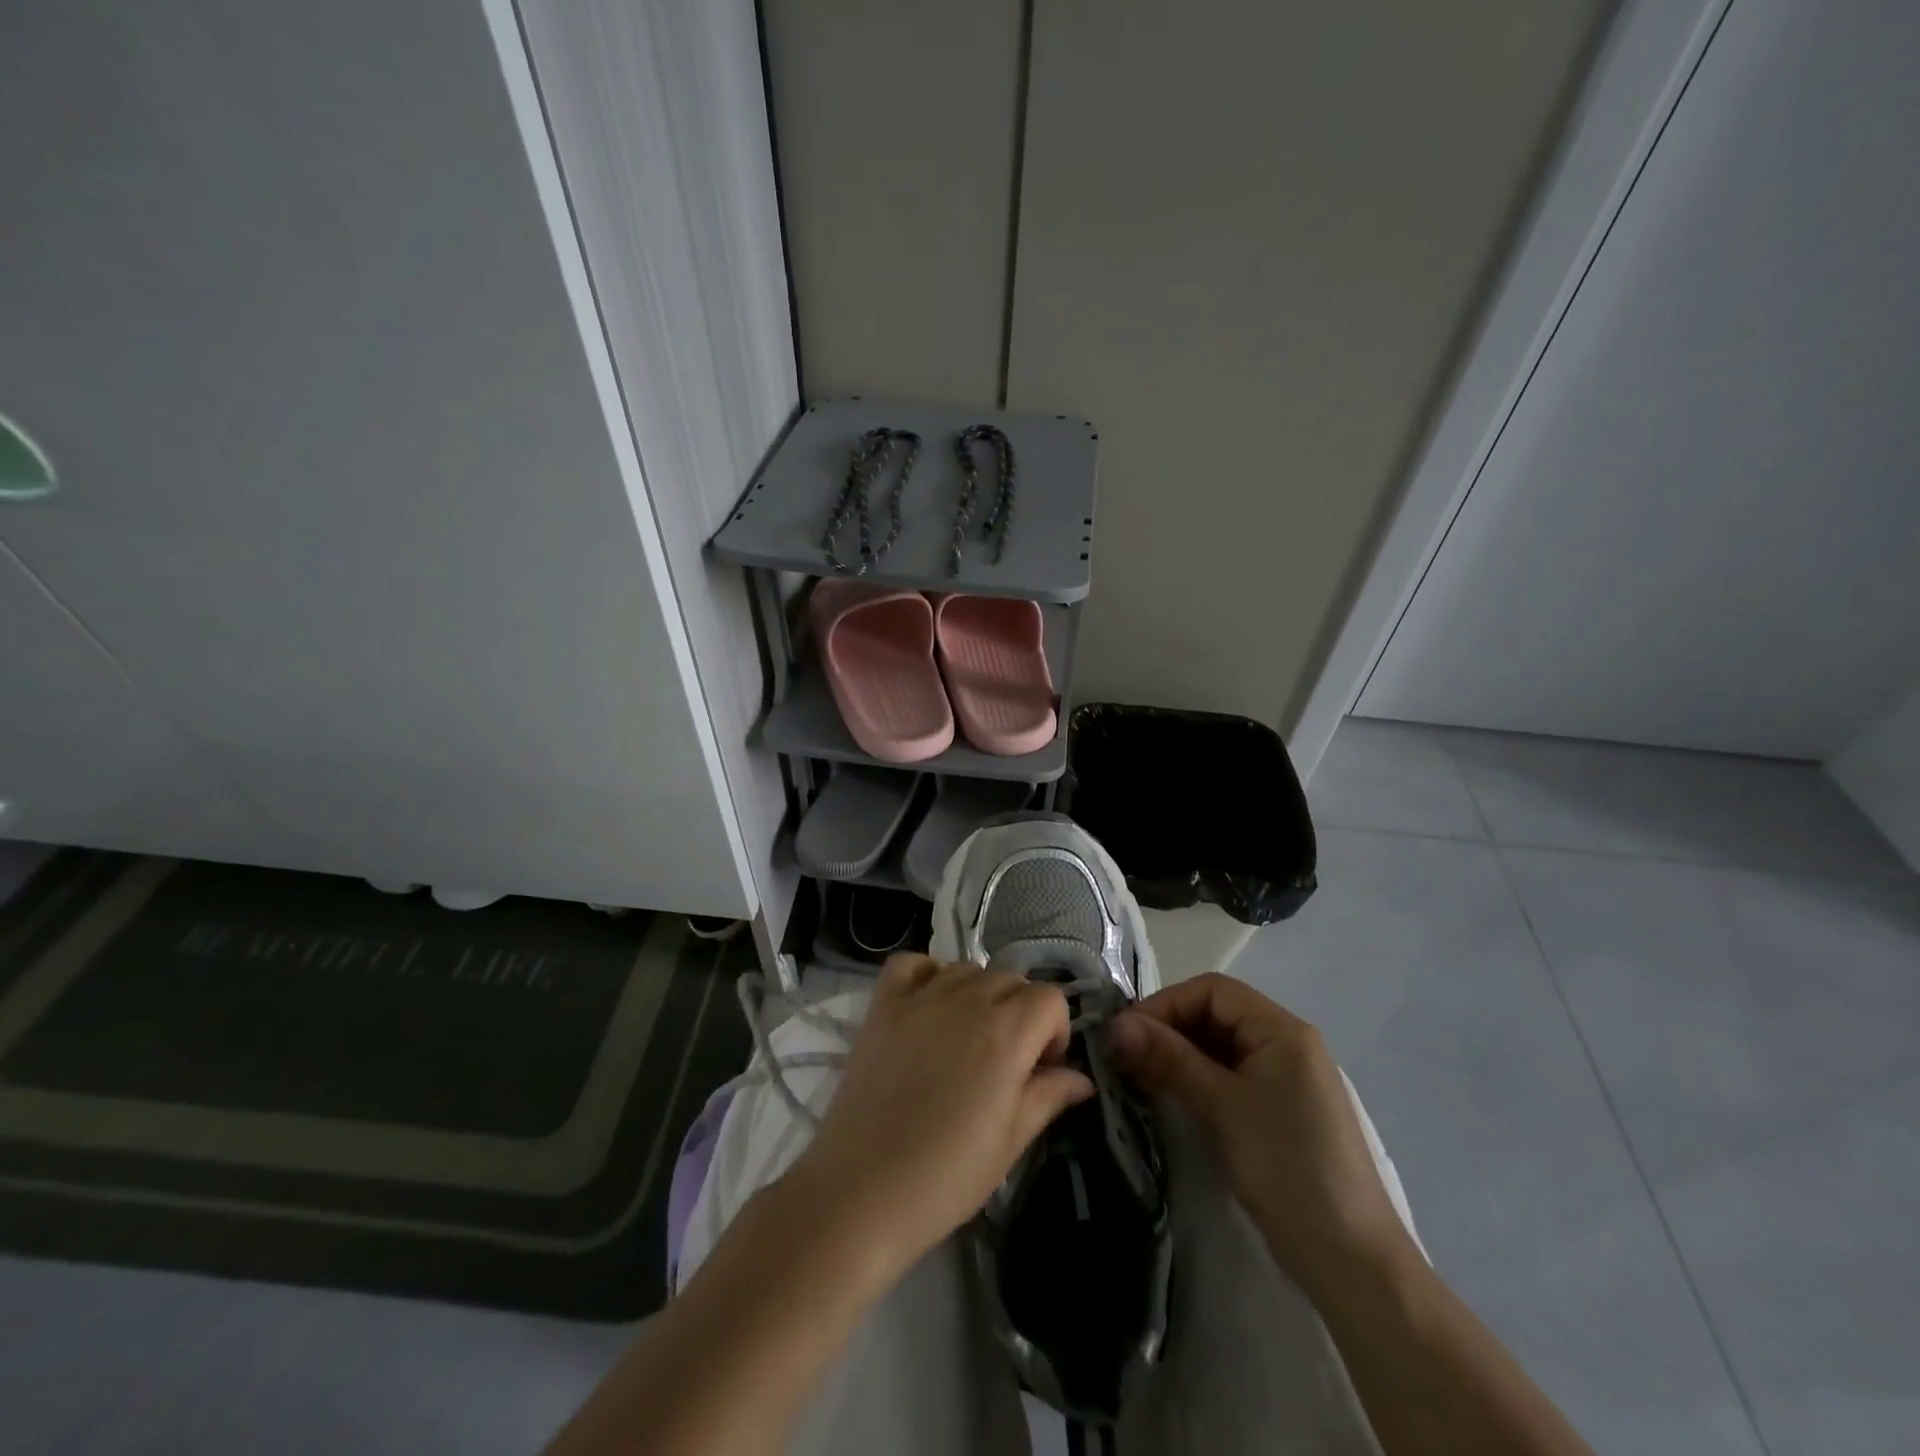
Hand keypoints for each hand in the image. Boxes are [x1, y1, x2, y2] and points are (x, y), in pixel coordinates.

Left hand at [787, 954, 1093, 1287]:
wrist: (861, 1190)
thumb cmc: (946, 1175)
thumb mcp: (1011, 1142)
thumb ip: (1049, 1096)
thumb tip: (1081, 1077)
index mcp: (1007, 1032)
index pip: (1051, 998)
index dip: (1055, 1031)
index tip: (1042, 1069)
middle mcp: (967, 1000)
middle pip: (1011, 980)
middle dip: (1021, 1013)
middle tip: (1007, 1061)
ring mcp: (921, 997)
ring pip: (967, 970)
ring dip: (979, 994)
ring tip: (968, 1039)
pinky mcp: (883, 1004)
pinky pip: (913, 964)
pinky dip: (928, 974)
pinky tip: (930, 1007)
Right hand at [1109, 973, 1414, 1296]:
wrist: (1353, 1264)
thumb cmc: (1287, 1169)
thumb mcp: (1222, 1107)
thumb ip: (1169, 1059)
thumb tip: (1115, 1024)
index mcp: (1282, 1030)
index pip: (1212, 991)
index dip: (1165, 1003)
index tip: (1125, 1034)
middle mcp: (1287, 1044)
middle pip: (1215, 1014)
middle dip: (1168, 1029)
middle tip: (1125, 1058)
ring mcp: (1286, 1079)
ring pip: (1220, 1047)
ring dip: (1178, 1055)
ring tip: (1140, 1077)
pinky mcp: (1280, 1112)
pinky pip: (1230, 1077)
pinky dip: (1197, 1080)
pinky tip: (1172, 1097)